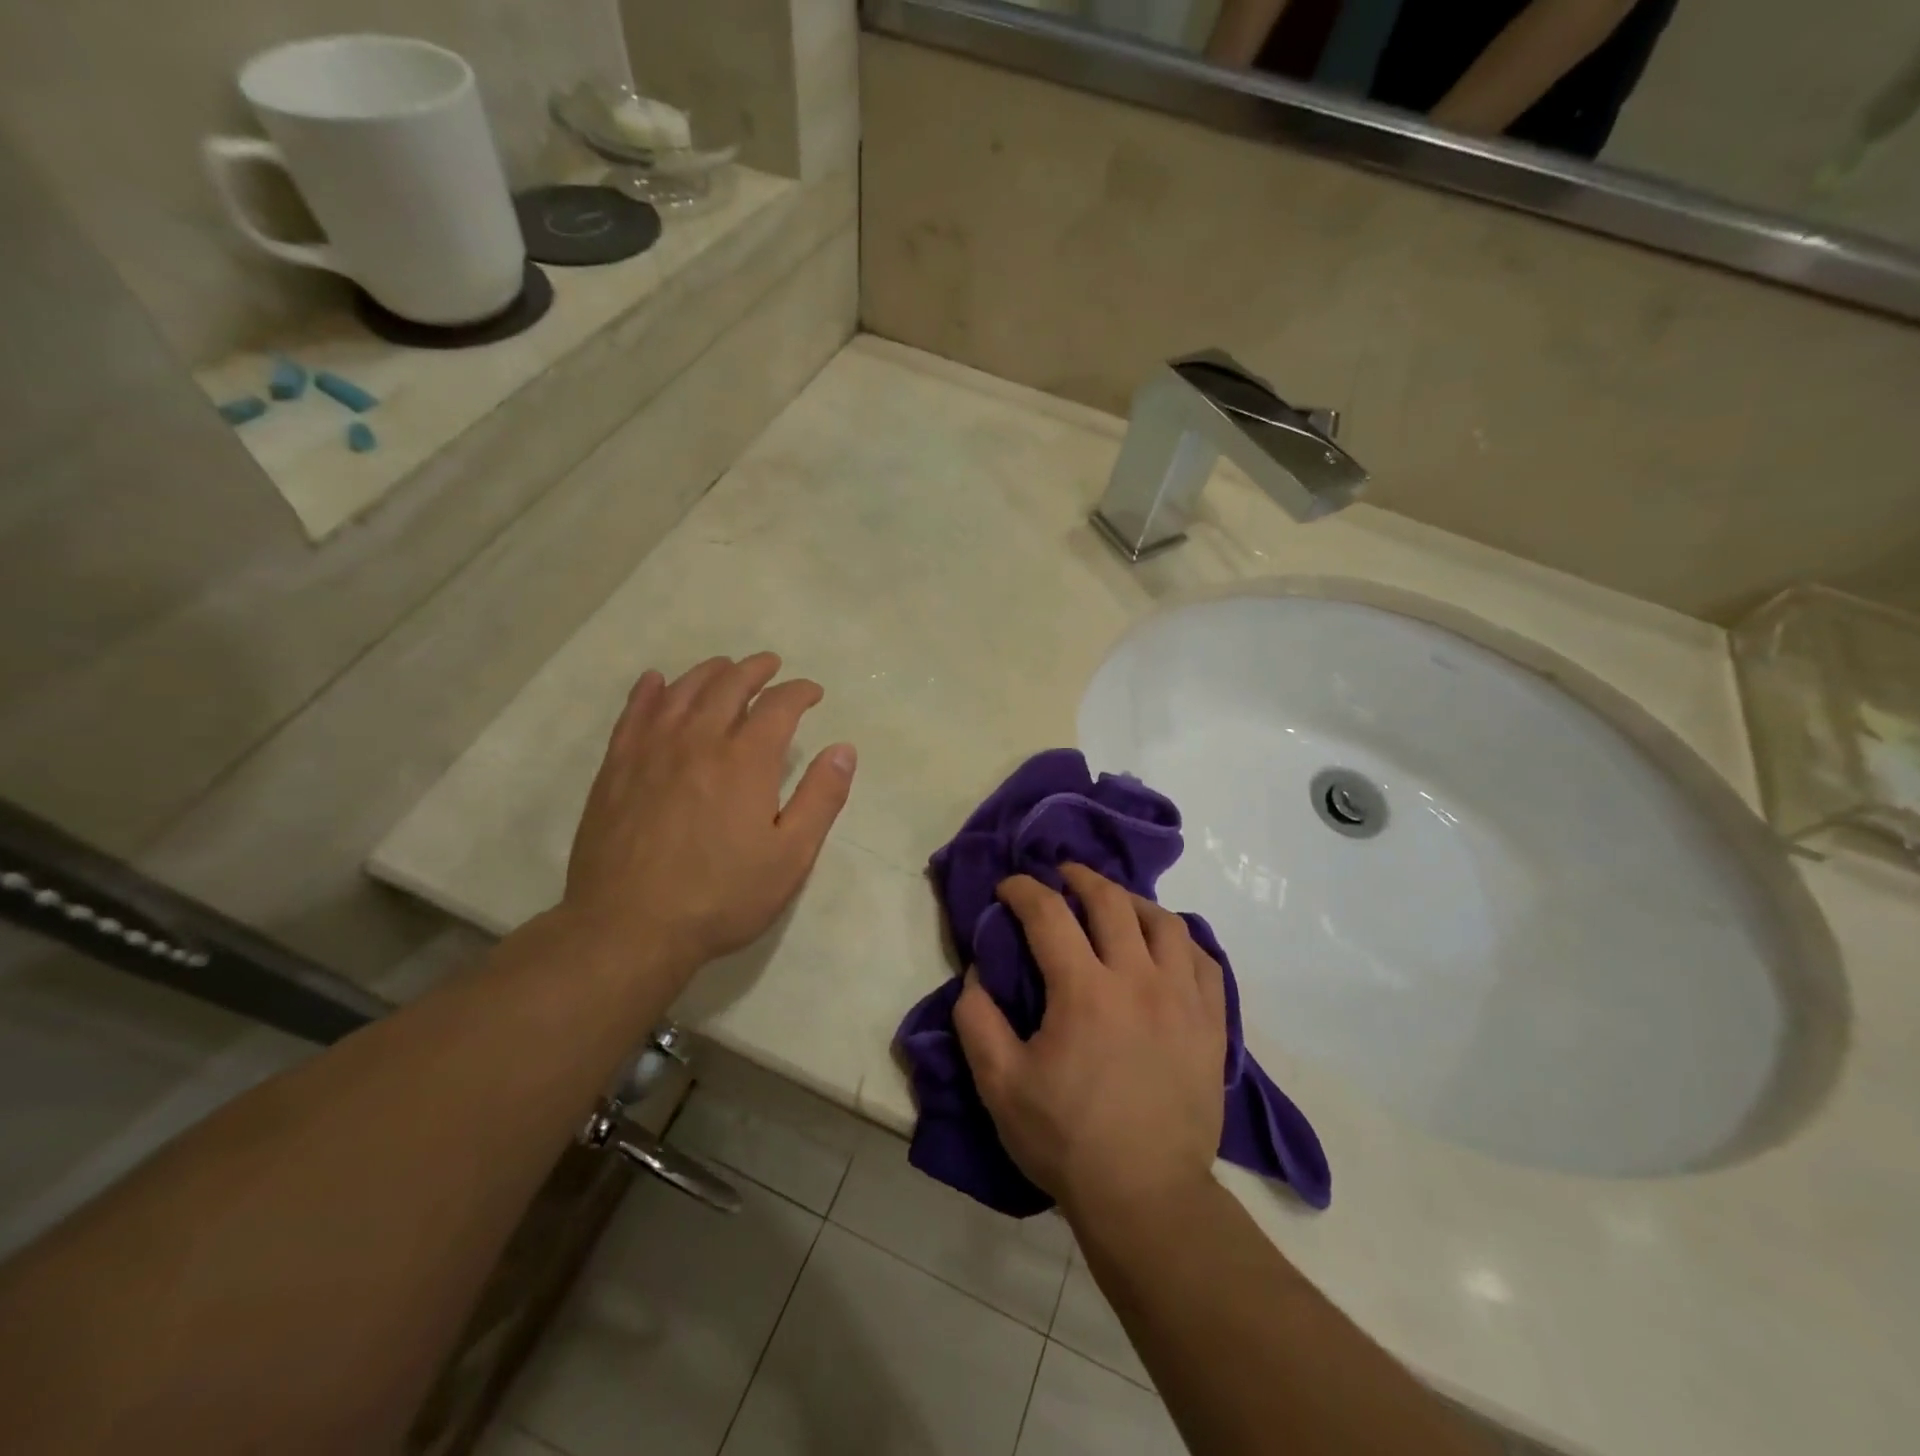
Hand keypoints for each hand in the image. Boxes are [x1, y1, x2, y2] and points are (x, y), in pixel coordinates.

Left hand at [561, 653, 855, 983]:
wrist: (629, 928)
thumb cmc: (722, 896)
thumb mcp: (791, 857)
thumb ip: (821, 798)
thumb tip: (844, 749)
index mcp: (746, 760)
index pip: (779, 705)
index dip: (800, 692)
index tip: (813, 693)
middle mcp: (698, 740)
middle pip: (729, 685)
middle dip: (756, 670)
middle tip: (771, 666)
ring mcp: (651, 751)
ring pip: (682, 691)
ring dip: (709, 672)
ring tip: (725, 667)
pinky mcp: (616, 768)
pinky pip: (634, 714)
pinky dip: (648, 691)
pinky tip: (655, 682)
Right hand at [953, 863, 1226, 1221]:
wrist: (1146, 1197)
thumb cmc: (1067, 1140)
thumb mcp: (1000, 1085)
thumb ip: (977, 1020)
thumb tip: (977, 972)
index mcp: (1084, 991)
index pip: (1049, 914)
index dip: (1023, 890)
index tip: (1008, 886)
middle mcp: (1138, 979)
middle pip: (1111, 902)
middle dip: (1080, 878)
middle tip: (1061, 875)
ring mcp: (1183, 999)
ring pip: (1164, 922)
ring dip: (1133, 902)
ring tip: (1115, 904)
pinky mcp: (1211, 1024)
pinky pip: (1204, 960)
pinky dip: (1180, 940)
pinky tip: (1165, 947)